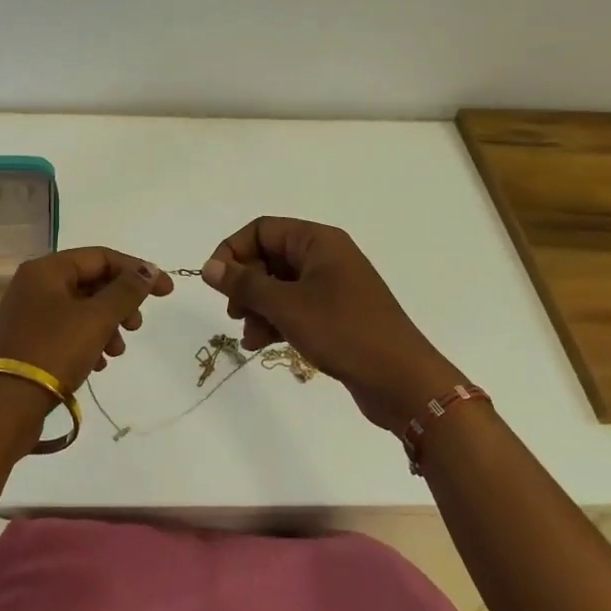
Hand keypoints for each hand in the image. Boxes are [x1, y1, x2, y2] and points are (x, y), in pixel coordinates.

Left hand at [0, 247, 173, 396]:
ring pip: (82, 308)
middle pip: (91, 281)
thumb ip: (127, 291)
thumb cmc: (54, 351)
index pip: (101, 257)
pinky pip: (68, 330)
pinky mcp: (29, 340)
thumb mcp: (97, 318)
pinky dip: (89, 340)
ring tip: (117, 352)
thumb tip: (149, 271)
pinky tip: (99, 364)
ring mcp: (29, 313)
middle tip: (136, 326)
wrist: (7, 405)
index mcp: (46, 269)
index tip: (166, 292)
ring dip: (107, 326)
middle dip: (120, 303)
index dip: (137, 271)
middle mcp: (34, 284)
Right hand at [201, 217, 460, 431]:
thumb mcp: (286, 305)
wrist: (401, 380)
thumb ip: (244, 284)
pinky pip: (294, 308)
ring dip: (257, 308)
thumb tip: (208, 267)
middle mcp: (325, 257)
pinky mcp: (335, 315)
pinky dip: (275, 321)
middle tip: (234, 313)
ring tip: (248, 337)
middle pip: (268, 257)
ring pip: (278, 286)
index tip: (216, 282)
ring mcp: (332, 287)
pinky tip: (261, 344)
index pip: (262, 229)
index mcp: (318, 241)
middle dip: (245, 285)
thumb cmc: (343, 331)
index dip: (233, 251)